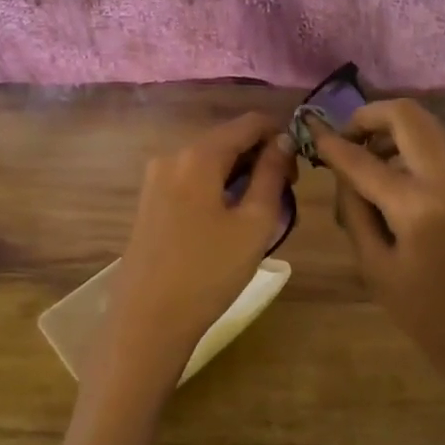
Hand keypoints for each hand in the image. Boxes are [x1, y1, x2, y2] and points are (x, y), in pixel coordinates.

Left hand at [97, 112, 295, 402]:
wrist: (147, 321)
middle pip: (226, 140)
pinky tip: (228, 221)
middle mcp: (171, 156)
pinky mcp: (148, 202)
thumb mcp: (254, 223)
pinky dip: (216, 187)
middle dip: (259, 157)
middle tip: (284, 194)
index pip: (248, 122)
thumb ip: (272, 174)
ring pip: (209, 161)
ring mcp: (154, 179)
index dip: (279, 135)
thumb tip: (282, 141)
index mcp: (198, 155)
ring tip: (259, 212)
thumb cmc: (208, 272)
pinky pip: (191, 180)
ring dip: (239, 174)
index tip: (297, 168)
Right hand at [311, 100, 444, 427]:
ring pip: (425, 127)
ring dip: (390, 132)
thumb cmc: (429, 316)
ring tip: (363, 164)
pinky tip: (389, 180)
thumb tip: (343, 173)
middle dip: (369, 117)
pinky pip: (436, 149)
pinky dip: (409, 149)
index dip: (331, 143)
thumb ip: (356, 212)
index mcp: (417, 203)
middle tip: (345, 140)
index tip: (309, 132)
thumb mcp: (376, 268)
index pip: (363, 159)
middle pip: (406, 114)